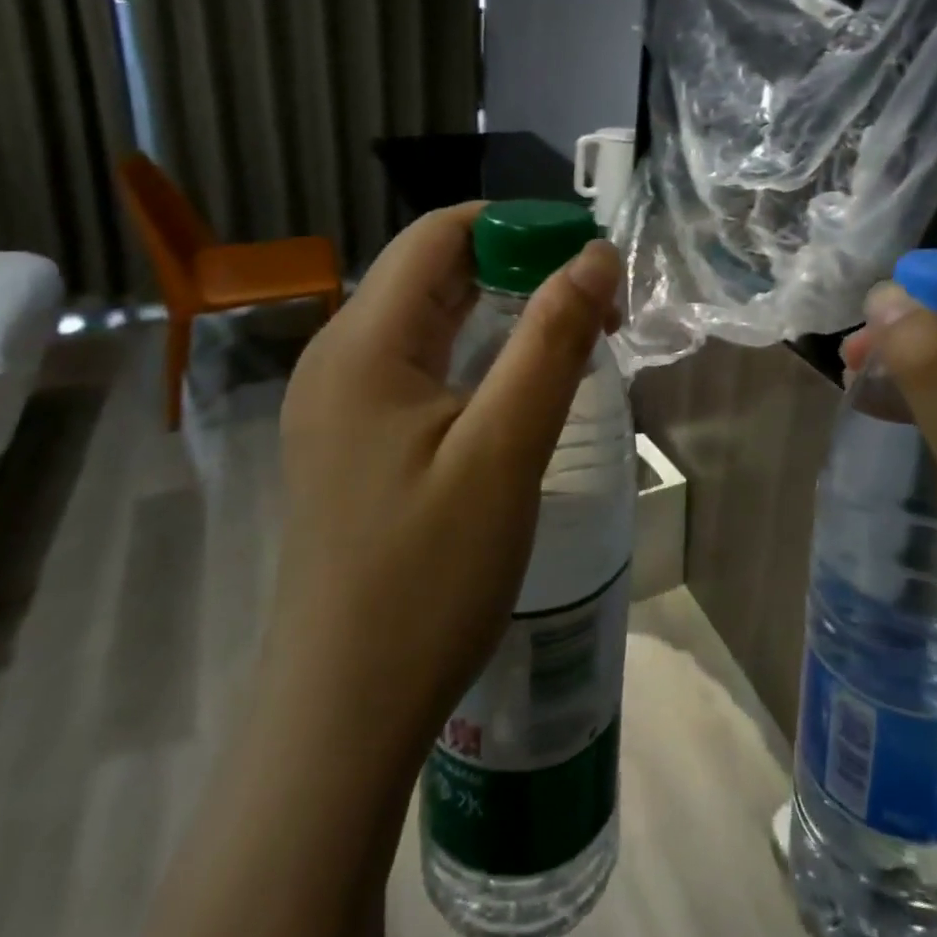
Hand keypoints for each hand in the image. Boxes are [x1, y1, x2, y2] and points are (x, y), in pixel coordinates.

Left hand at [273, 202, 622, 749]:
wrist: (345, 711)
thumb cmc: (427, 577)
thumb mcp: (504, 449)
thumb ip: (552, 341)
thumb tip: (596, 255)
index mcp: (363, 343)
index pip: (438, 235)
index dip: (516, 225)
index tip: (588, 253)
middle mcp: (340, 356)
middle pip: (433, 272)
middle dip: (517, 267)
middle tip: (596, 302)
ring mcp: (340, 401)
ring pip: (430, 319)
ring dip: (502, 310)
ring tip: (575, 334)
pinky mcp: (354, 439)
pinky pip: (420, 365)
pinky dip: (477, 353)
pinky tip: (520, 382)